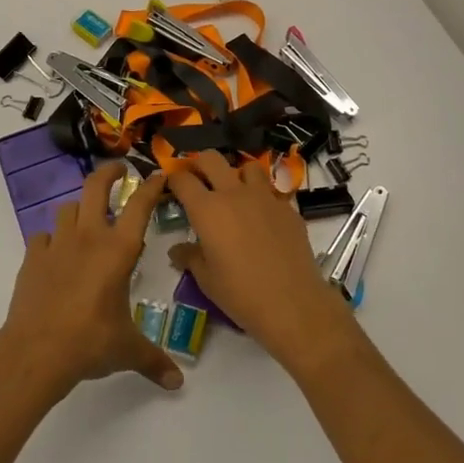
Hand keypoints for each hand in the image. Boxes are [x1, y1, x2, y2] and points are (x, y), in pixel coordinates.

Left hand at [0, 162, 183, 399]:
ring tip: (87, 220)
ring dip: (80, 209)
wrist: (37, 351)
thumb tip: (177, 383)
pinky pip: (43, 236)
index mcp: (118, 250)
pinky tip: (56, 255)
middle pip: (96, 187)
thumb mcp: (128, 350)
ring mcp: (57, 244)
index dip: (151, 186)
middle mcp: (89, 237)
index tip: (158, 176)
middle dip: (109, 172)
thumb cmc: (90, 342)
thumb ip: (154, 360)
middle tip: (118, 170)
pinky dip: (52, 239)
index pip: (139, 205)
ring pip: (68, 208)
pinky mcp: (33, 257)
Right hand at [167, 150, 356, 371]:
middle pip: (211, 159)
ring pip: (247, 166)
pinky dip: (261, 197)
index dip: (173, 179)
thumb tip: (177, 250)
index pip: (183, 180)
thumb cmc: (241, 294)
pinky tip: (261, 218)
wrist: (293, 304)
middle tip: (197, 180)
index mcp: (207, 210)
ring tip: (234, 193)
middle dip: (199, 163)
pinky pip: (271, 191)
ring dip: (236, 174)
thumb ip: (190, 257)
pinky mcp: (287, 207)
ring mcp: (265, 197)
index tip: (170, 185)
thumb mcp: (206, 280)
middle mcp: (234, 194)